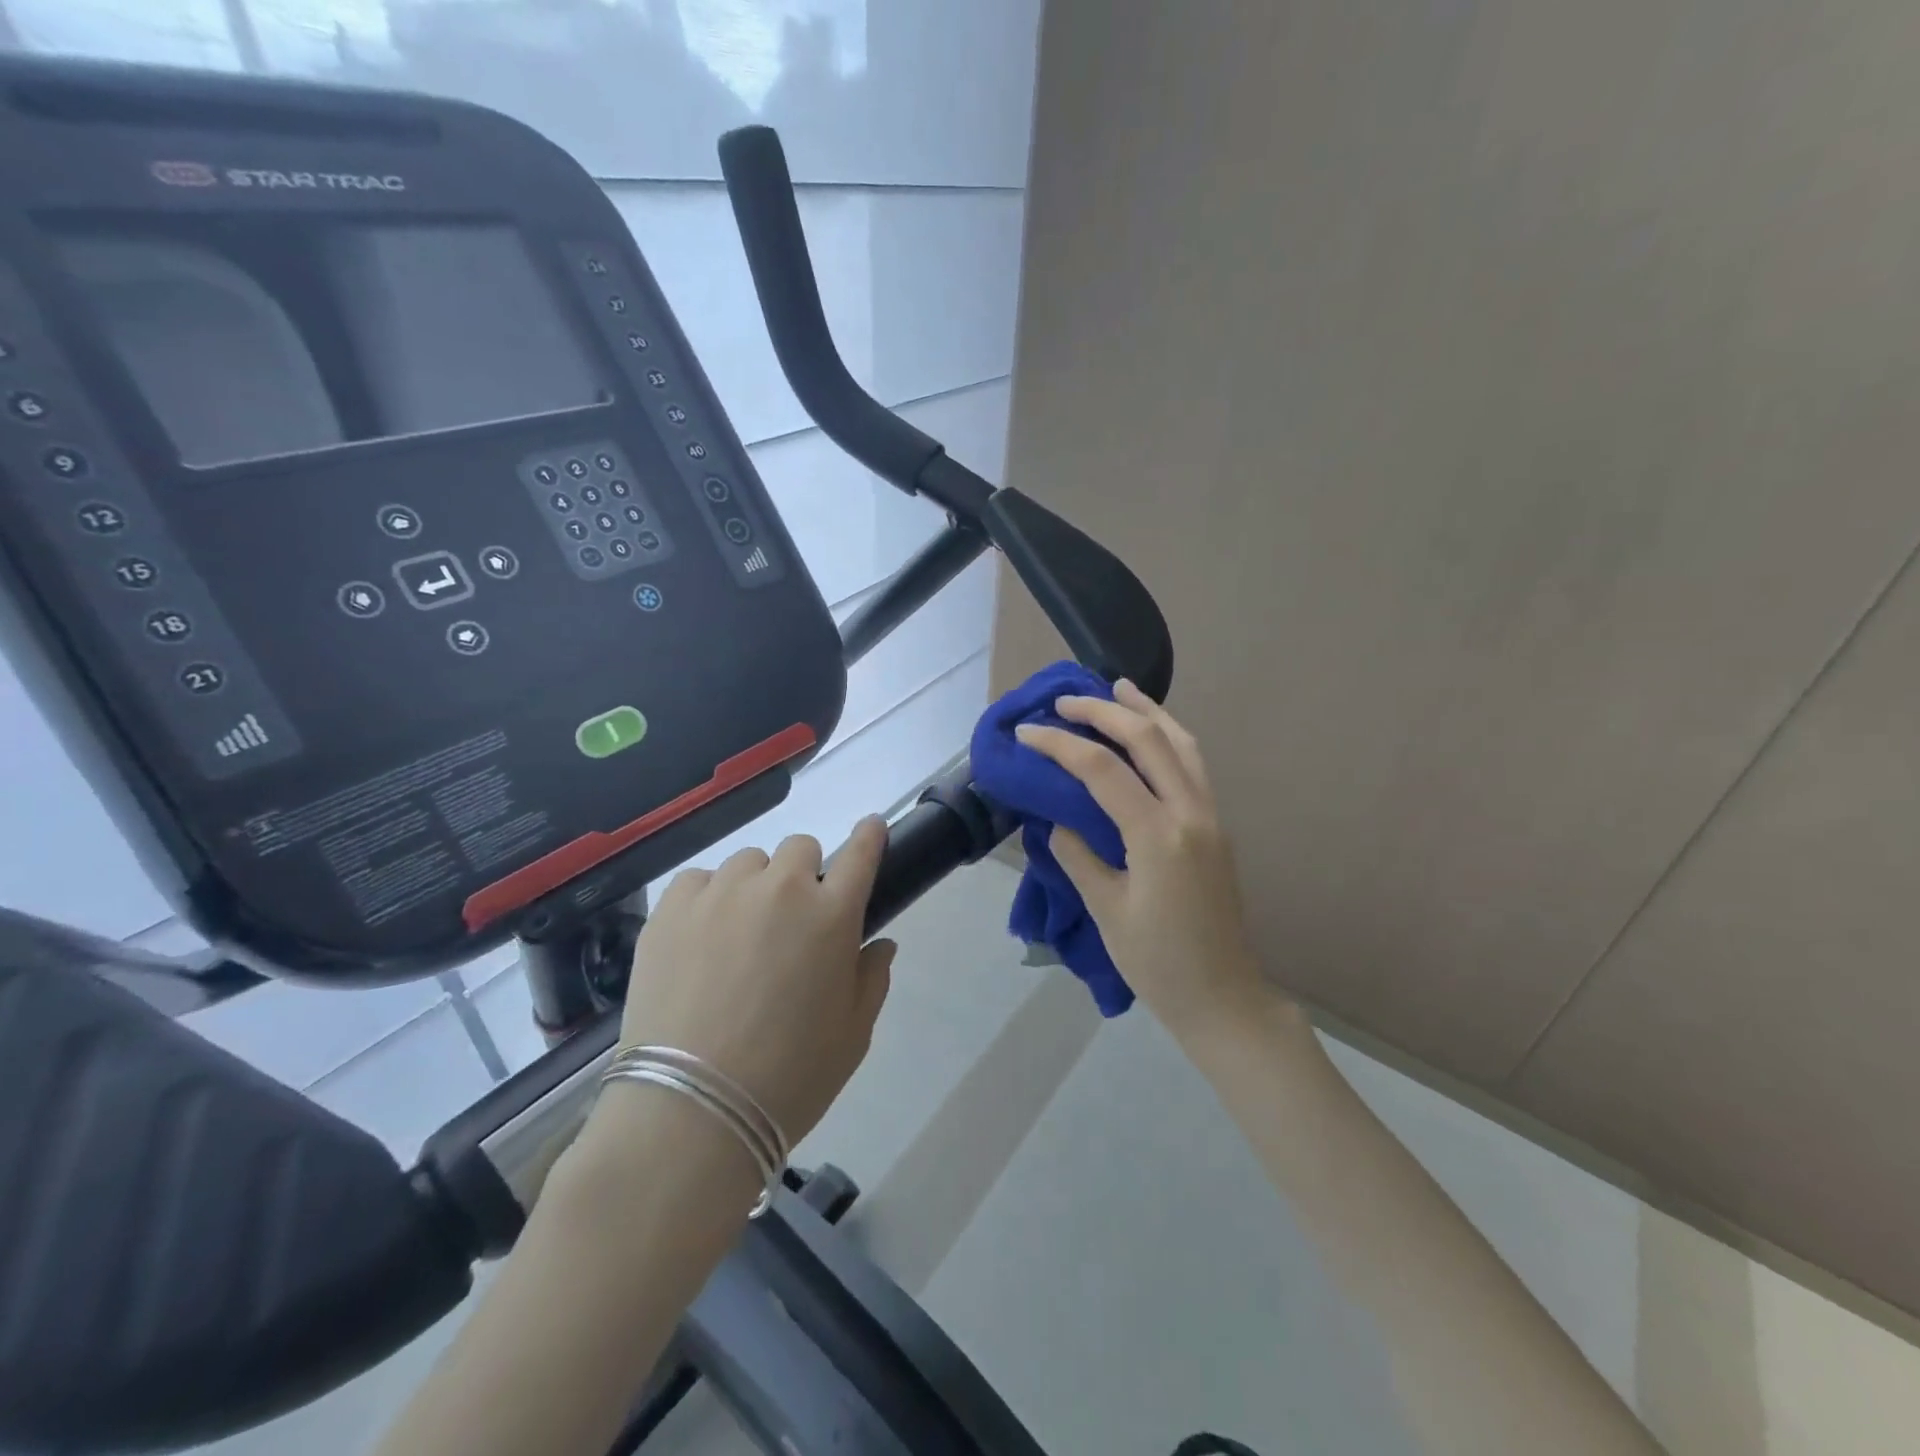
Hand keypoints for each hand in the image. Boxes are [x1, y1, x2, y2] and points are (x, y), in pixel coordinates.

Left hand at [608, 819, 896, 1147]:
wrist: (692, 1110)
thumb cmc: (789, 1076)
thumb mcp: (853, 1035)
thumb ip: (872, 978)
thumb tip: (879, 943)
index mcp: (832, 915)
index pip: (861, 853)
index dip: (869, 836)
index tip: (871, 829)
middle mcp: (781, 889)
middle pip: (800, 848)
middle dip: (804, 875)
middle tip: (792, 920)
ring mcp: (722, 893)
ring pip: (748, 862)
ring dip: (755, 886)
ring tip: (739, 934)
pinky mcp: (671, 909)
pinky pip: (699, 880)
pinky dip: (707, 899)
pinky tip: (699, 939)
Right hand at [1015, 680, 1270, 1037]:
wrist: (1223, 998)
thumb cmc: (1158, 964)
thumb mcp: (1106, 911)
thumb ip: (1077, 856)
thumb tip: (1056, 820)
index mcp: (1159, 836)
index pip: (1102, 770)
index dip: (1059, 745)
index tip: (1025, 733)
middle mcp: (1191, 813)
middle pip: (1147, 739)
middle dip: (1103, 711)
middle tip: (1065, 700)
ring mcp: (1210, 816)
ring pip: (1182, 742)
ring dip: (1146, 711)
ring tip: (1117, 688)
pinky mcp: (1216, 826)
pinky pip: (1193, 764)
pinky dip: (1168, 735)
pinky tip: (1149, 732)